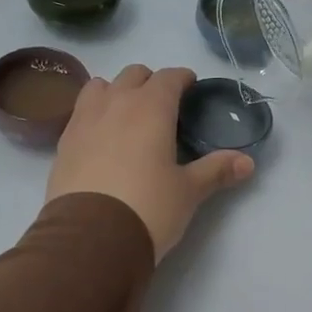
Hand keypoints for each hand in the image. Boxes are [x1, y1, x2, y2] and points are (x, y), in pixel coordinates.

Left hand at [47, 65, 253, 260]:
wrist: (89, 237)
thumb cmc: (147, 207)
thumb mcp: (188, 191)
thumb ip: (216, 170)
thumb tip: (248, 163)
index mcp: (151, 107)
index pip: (169, 77)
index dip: (182, 78)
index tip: (191, 87)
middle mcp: (116, 103)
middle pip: (133, 74)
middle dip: (150, 82)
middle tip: (163, 105)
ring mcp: (84, 120)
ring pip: (100, 86)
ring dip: (116, 91)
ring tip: (126, 114)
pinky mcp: (63, 142)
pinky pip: (80, 112)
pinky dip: (94, 113)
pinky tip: (101, 136)